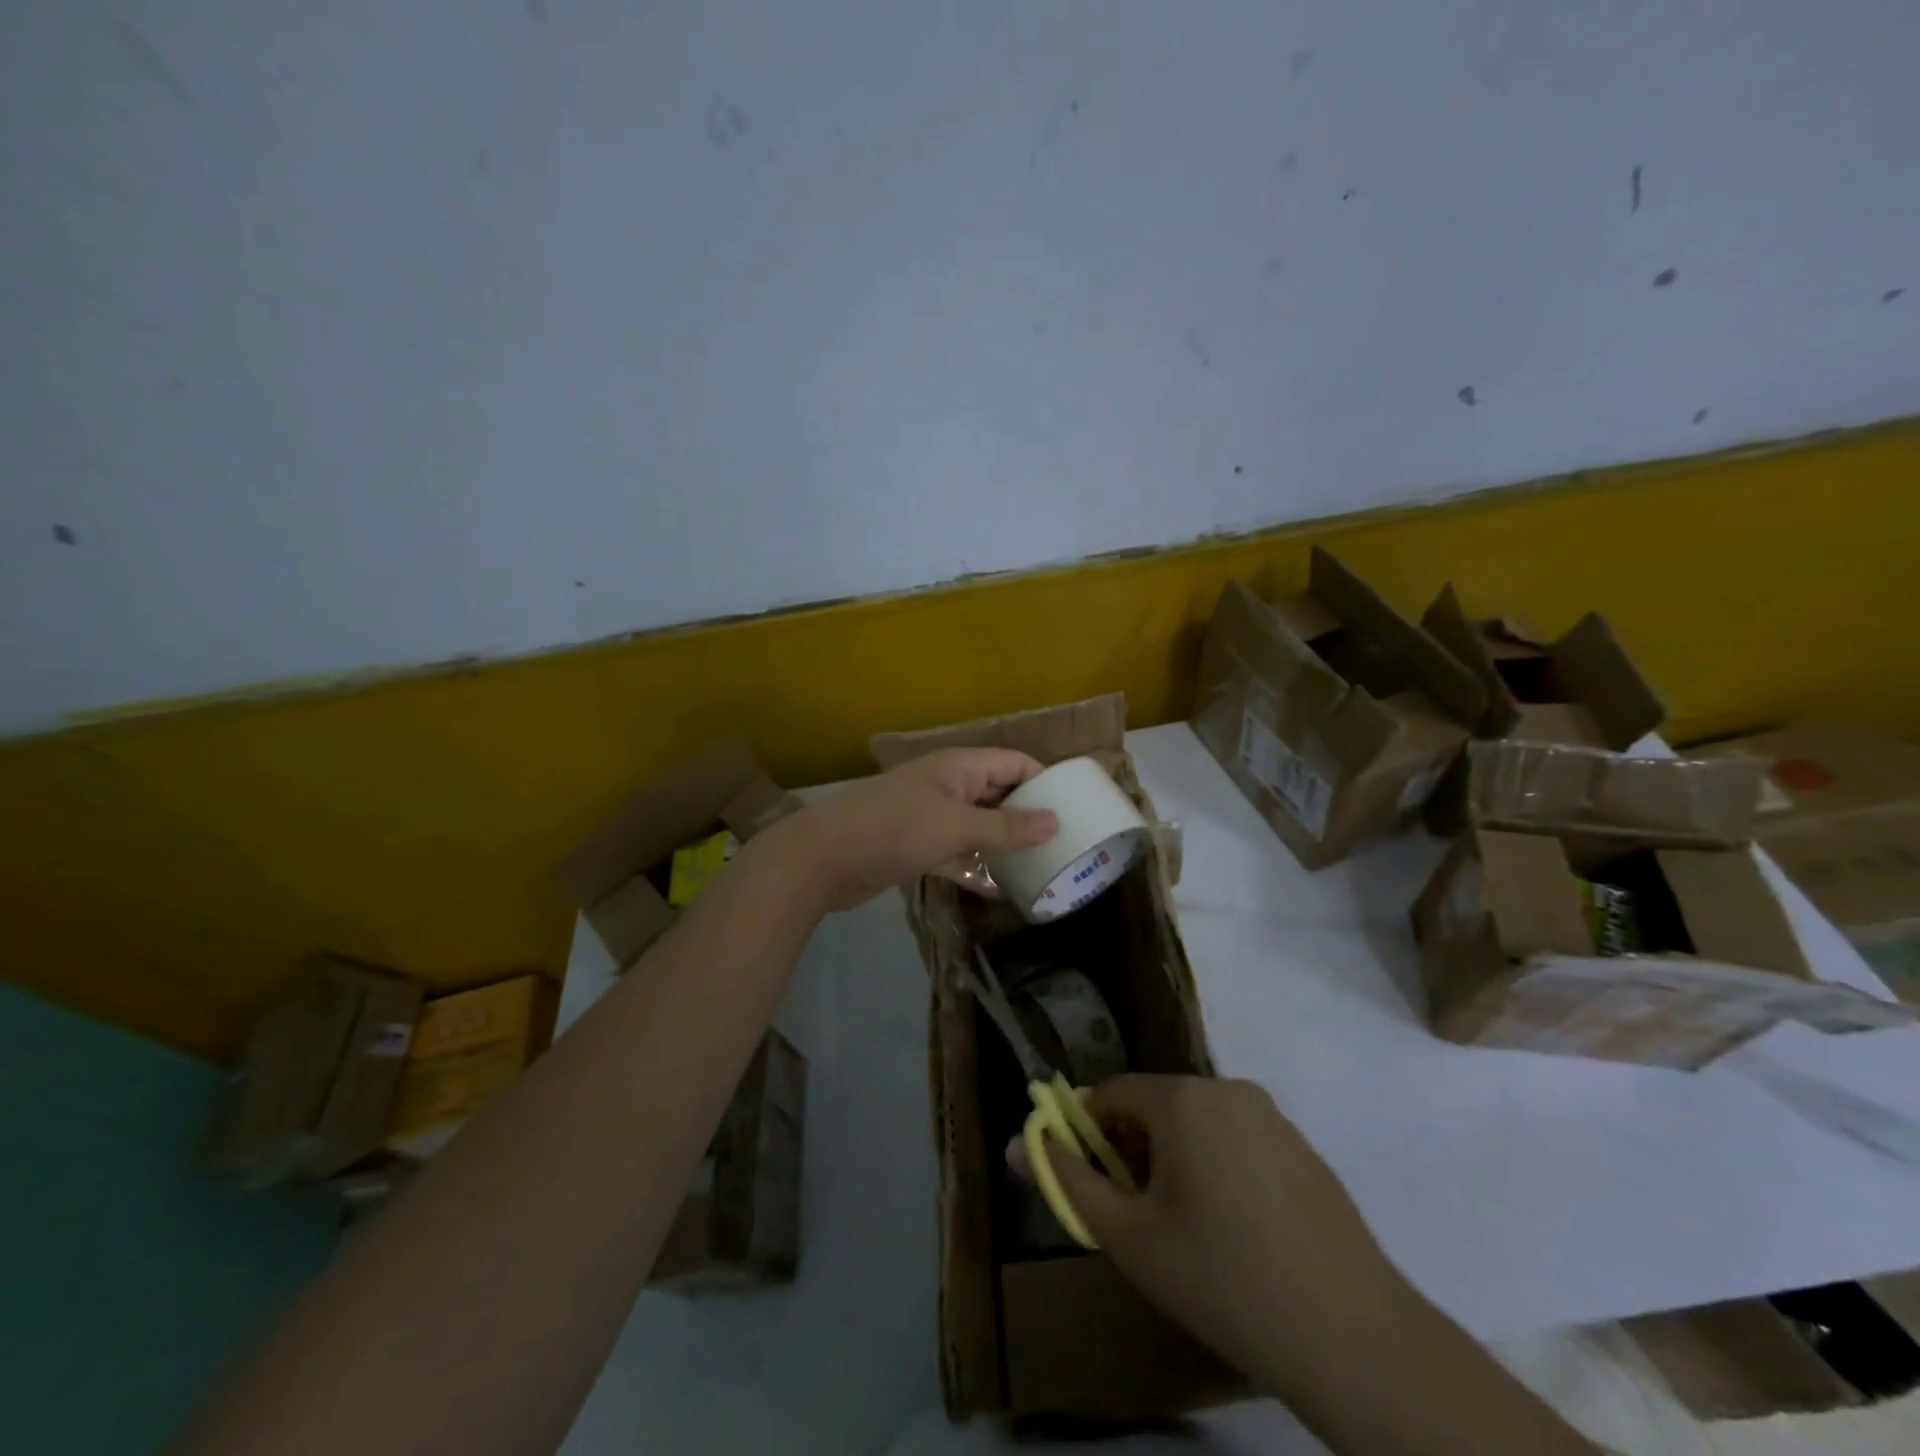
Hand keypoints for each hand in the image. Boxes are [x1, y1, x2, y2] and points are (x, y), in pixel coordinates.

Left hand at [779, 748, 1059, 911]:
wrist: (824, 858)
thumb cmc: (894, 829)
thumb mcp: (956, 826)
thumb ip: (1006, 827)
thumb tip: (1056, 821)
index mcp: (959, 767)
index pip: (1013, 762)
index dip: (1044, 778)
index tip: (1077, 804)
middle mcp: (948, 787)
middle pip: (998, 794)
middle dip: (1028, 814)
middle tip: (1067, 839)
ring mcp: (931, 818)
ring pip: (979, 827)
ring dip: (1005, 844)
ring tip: (1044, 865)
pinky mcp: (917, 847)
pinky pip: (957, 854)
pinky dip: (976, 868)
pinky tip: (1002, 891)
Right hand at [1040, 1076, 1400, 1385]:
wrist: (1351, 1336)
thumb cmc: (1221, 1277)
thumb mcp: (1128, 1236)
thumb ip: (1067, 1181)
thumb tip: (1018, 1143)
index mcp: (1183, 1098)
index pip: (1113, 1093)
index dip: (1091, 1134)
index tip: (1095, 1185)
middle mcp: (1228, 1089)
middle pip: (1158, 1106)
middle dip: (1136, 1150)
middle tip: (1142, 1216)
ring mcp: (1273, 1117)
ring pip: (1200, 1124)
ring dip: (1178, 1160)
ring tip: (1190, 1231)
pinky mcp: (1304, 1149)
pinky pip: (1240, 1142)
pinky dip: (1222, 1170)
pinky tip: (1240, 1234)